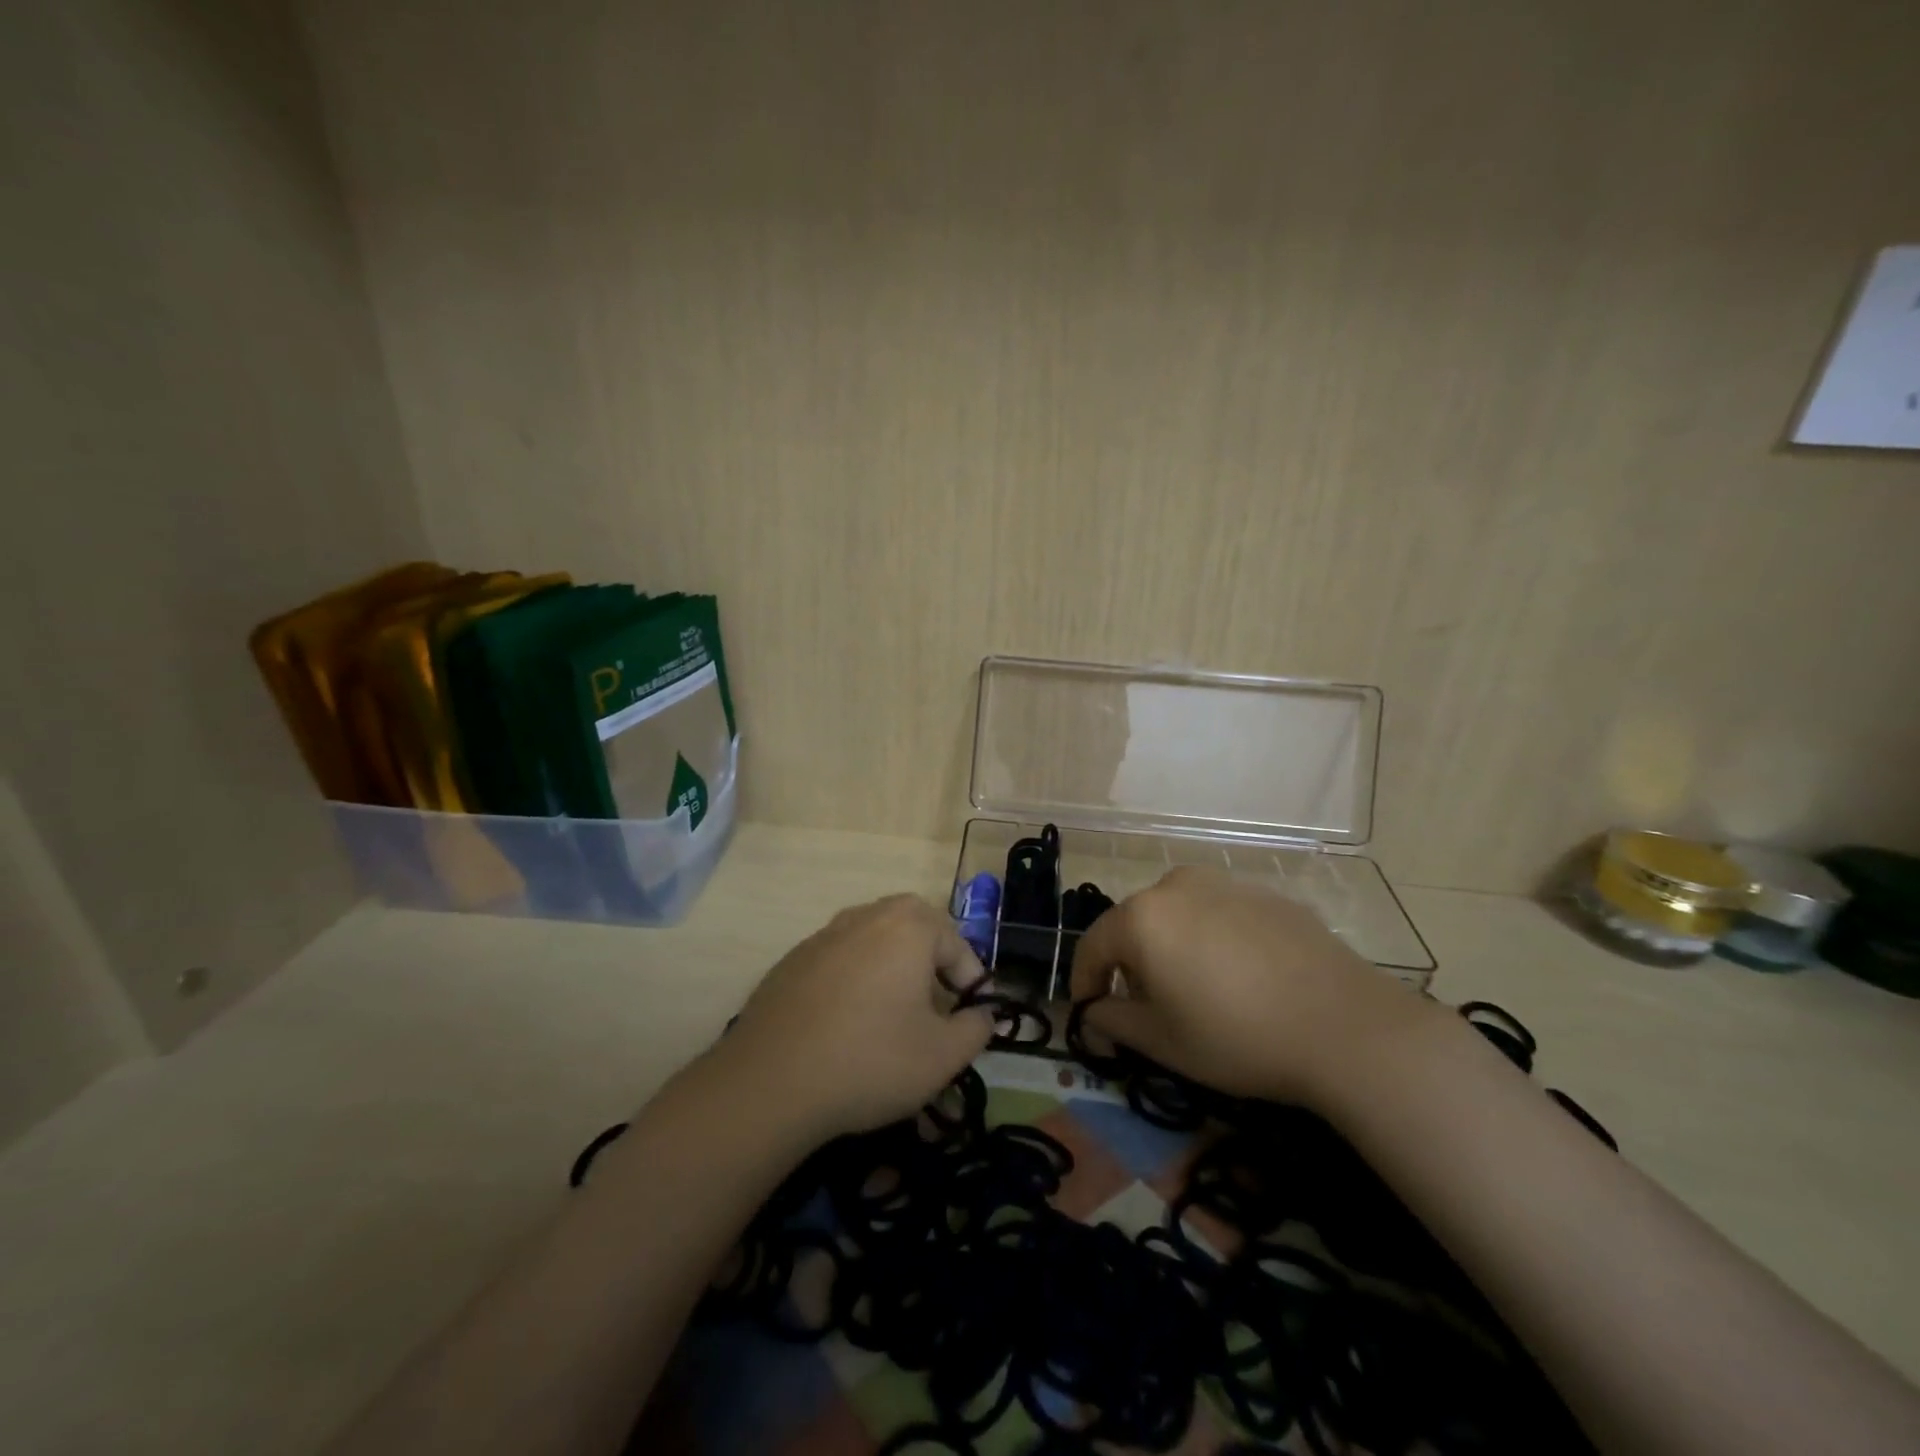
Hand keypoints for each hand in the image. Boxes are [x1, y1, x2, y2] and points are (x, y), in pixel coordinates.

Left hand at [717, 894, 994, 1139]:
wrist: (770, 1081)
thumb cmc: (870, 1060)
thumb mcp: (942, 1056)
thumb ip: (976, 1029)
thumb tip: (982, 1015)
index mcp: (908, 926)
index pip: (956, 945)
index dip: (972, 982)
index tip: (972, 1017)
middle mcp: (866, 916)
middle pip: (913, 928)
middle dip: (931, 962)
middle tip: (937, 1004)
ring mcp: (823, 935)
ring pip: (873, 941)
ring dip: (892, 968)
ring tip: (893, 1014)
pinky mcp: (791, 960)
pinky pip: (838, 960)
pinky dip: (853, 981)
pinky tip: (846, 1024)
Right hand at [1067, 866, 1430, 1105]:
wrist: (1345, 1024)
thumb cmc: (1237, 1036)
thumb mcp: (1163, 1042)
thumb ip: (1112, 1022)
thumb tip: (1093, 1014)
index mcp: (1142, 917)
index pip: (1092, 946)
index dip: (1084, 983)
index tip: (1089, 1015)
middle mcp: (1175, 886)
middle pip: (1134, 925)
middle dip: (1129, 965)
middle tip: (1145, 1008)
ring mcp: (1224, 883)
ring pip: (1177, 915)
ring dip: (1170, 948)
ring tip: (1194, 990)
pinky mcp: (1264, 894)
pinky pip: (1218, 914)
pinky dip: (1211, 940)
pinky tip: (1239, 978)